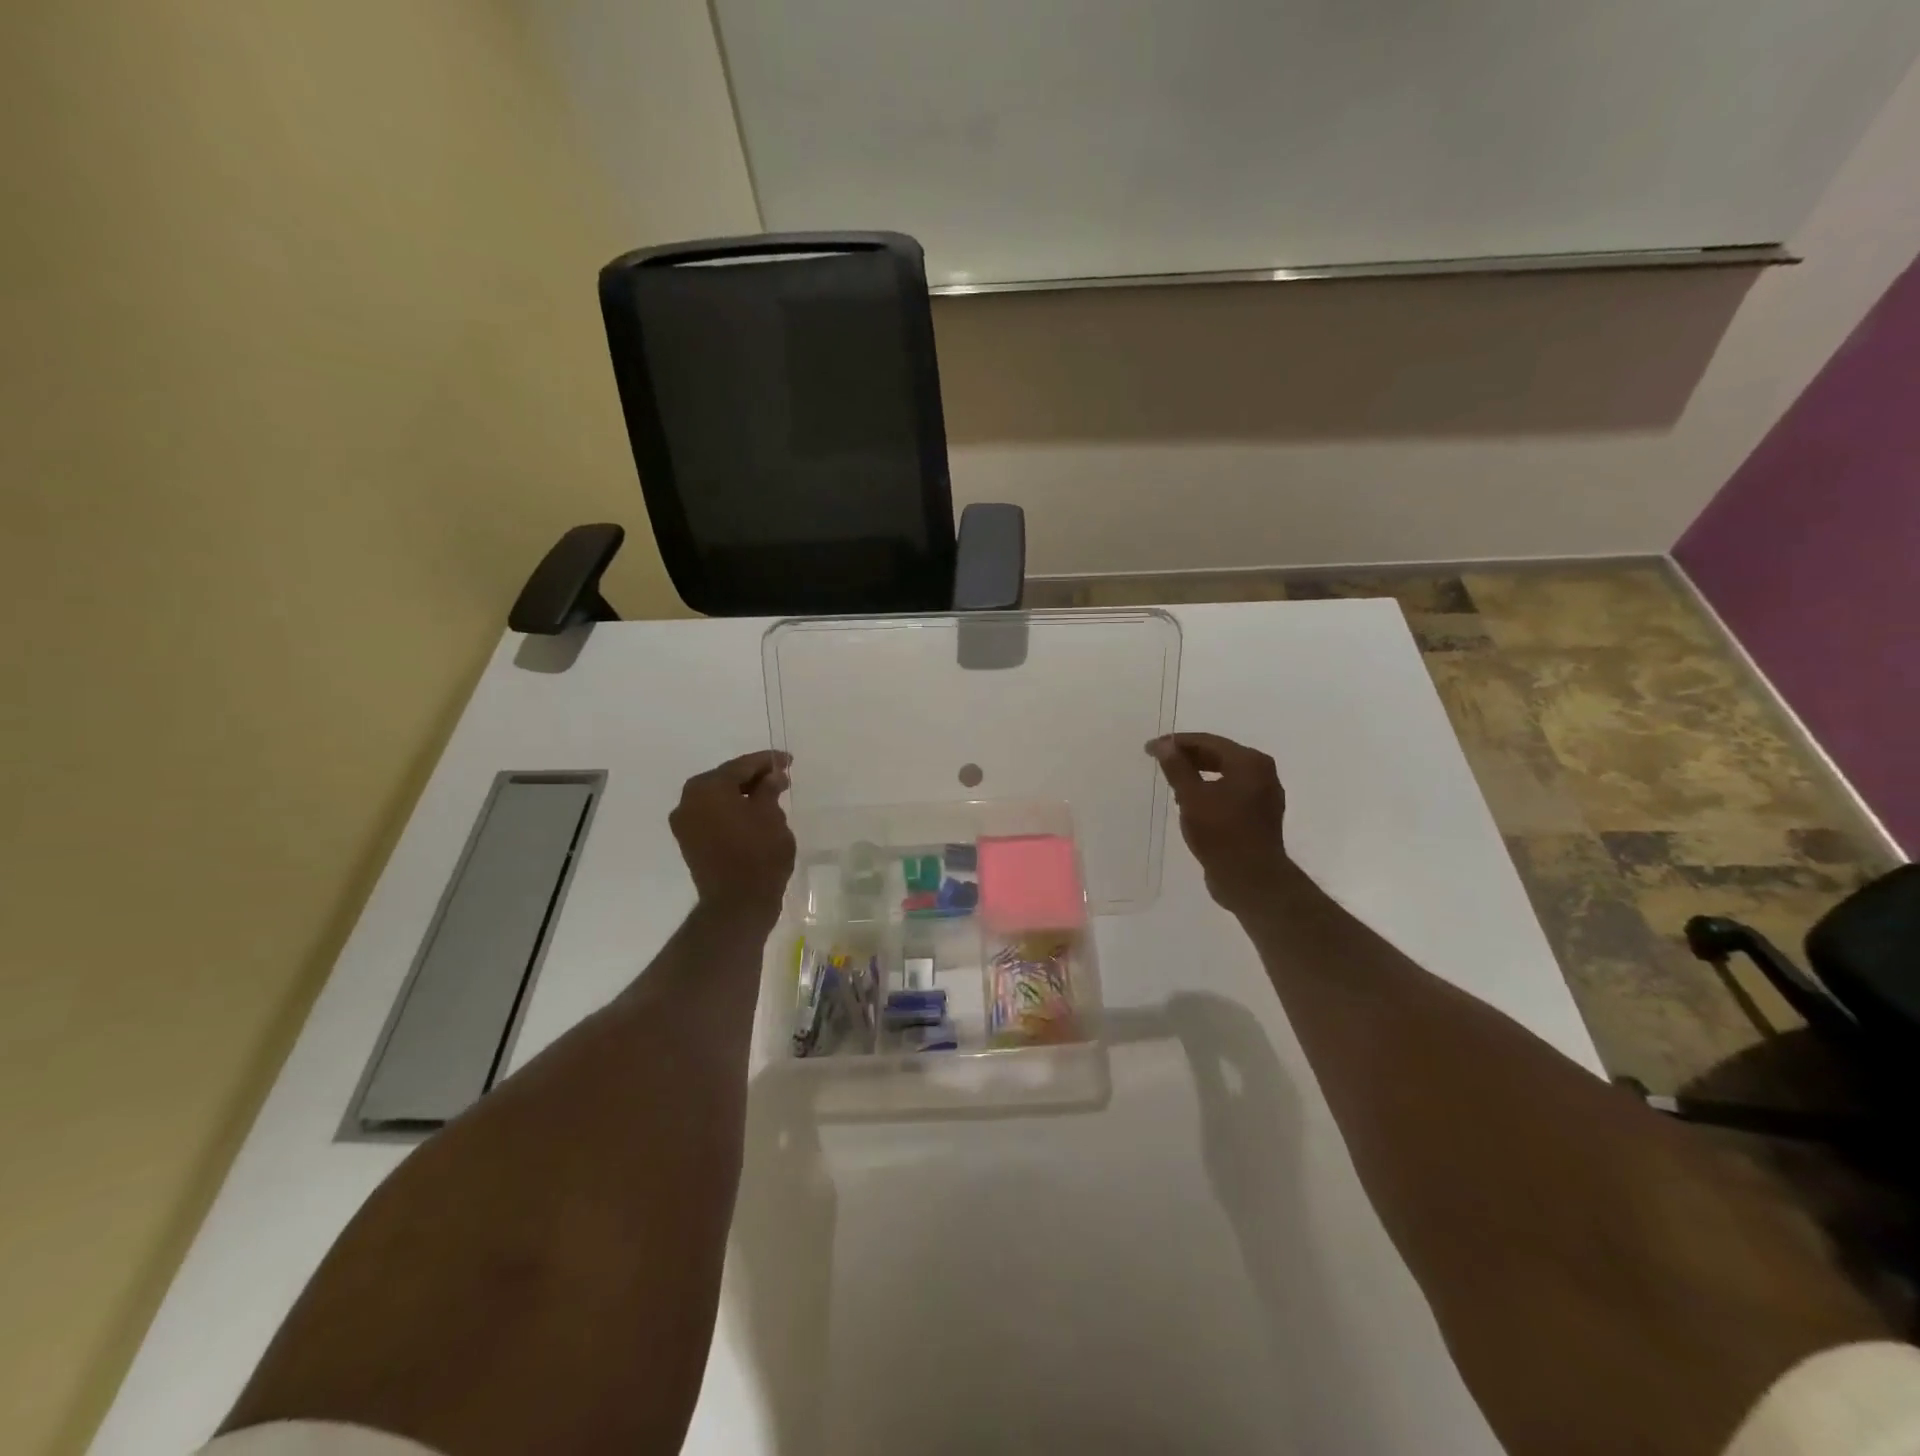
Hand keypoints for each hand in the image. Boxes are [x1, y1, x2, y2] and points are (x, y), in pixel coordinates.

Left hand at [670, 751, 795, 925]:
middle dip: (754, 777)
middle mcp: (689, 800)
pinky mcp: (690, 842)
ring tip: (770, 796)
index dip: (768, 761)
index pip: (741, 766)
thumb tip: (771, 775)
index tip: (788, 760)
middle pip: (726, 779)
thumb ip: (769, 789)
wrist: (738, 904)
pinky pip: (714, 816)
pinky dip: (732, 811)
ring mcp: (685, 823)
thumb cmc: (758, 854)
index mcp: (707, 787)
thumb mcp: (771, 815)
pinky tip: (754, 814)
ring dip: (743, 795)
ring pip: (719, 799)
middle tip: (780, 777)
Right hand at [1148, 732, 1289, 915]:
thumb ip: (1176, 767)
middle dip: (1188, 757)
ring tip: (1172, 782)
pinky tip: (1191, 803)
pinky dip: (1210, 791)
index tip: (1150, 748)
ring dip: (1198, 775)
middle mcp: (1263, 773)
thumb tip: (1163, 744)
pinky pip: (1230, 793)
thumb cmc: (1221, 833)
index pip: (1207, 741)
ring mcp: (1264, 796)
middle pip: (1219, 755)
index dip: (1176, 743)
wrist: (1251, 880)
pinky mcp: (1259, 816)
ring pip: (1225, 775)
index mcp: (1250, 762)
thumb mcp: (1192, 797)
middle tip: (1159, 761)